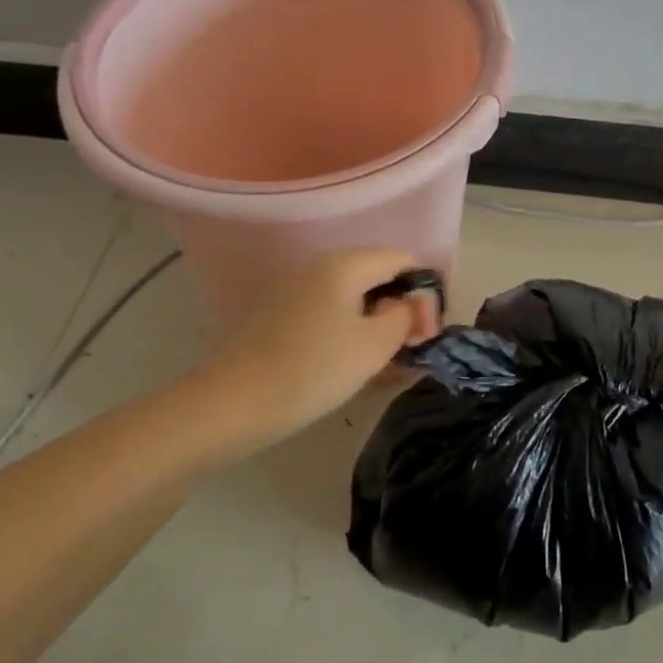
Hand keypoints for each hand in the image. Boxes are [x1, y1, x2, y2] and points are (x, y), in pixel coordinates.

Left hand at [209, 249, 440, 446]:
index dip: (424, 292)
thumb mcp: (374, 346)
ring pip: (353, 298)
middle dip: (400, 310)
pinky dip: (348, 332)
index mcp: (345, 264)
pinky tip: (351, 364)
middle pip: (377, 276)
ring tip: (385, 364)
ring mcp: (297, 289)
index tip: (429, 333)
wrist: (234, 402)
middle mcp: (320, 266)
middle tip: (410, 352)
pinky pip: (329, 313)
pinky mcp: (281, 314)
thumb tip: (409, 305)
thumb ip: (404, 317)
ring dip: (376, 325)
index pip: (402, 260)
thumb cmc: (314, 369)